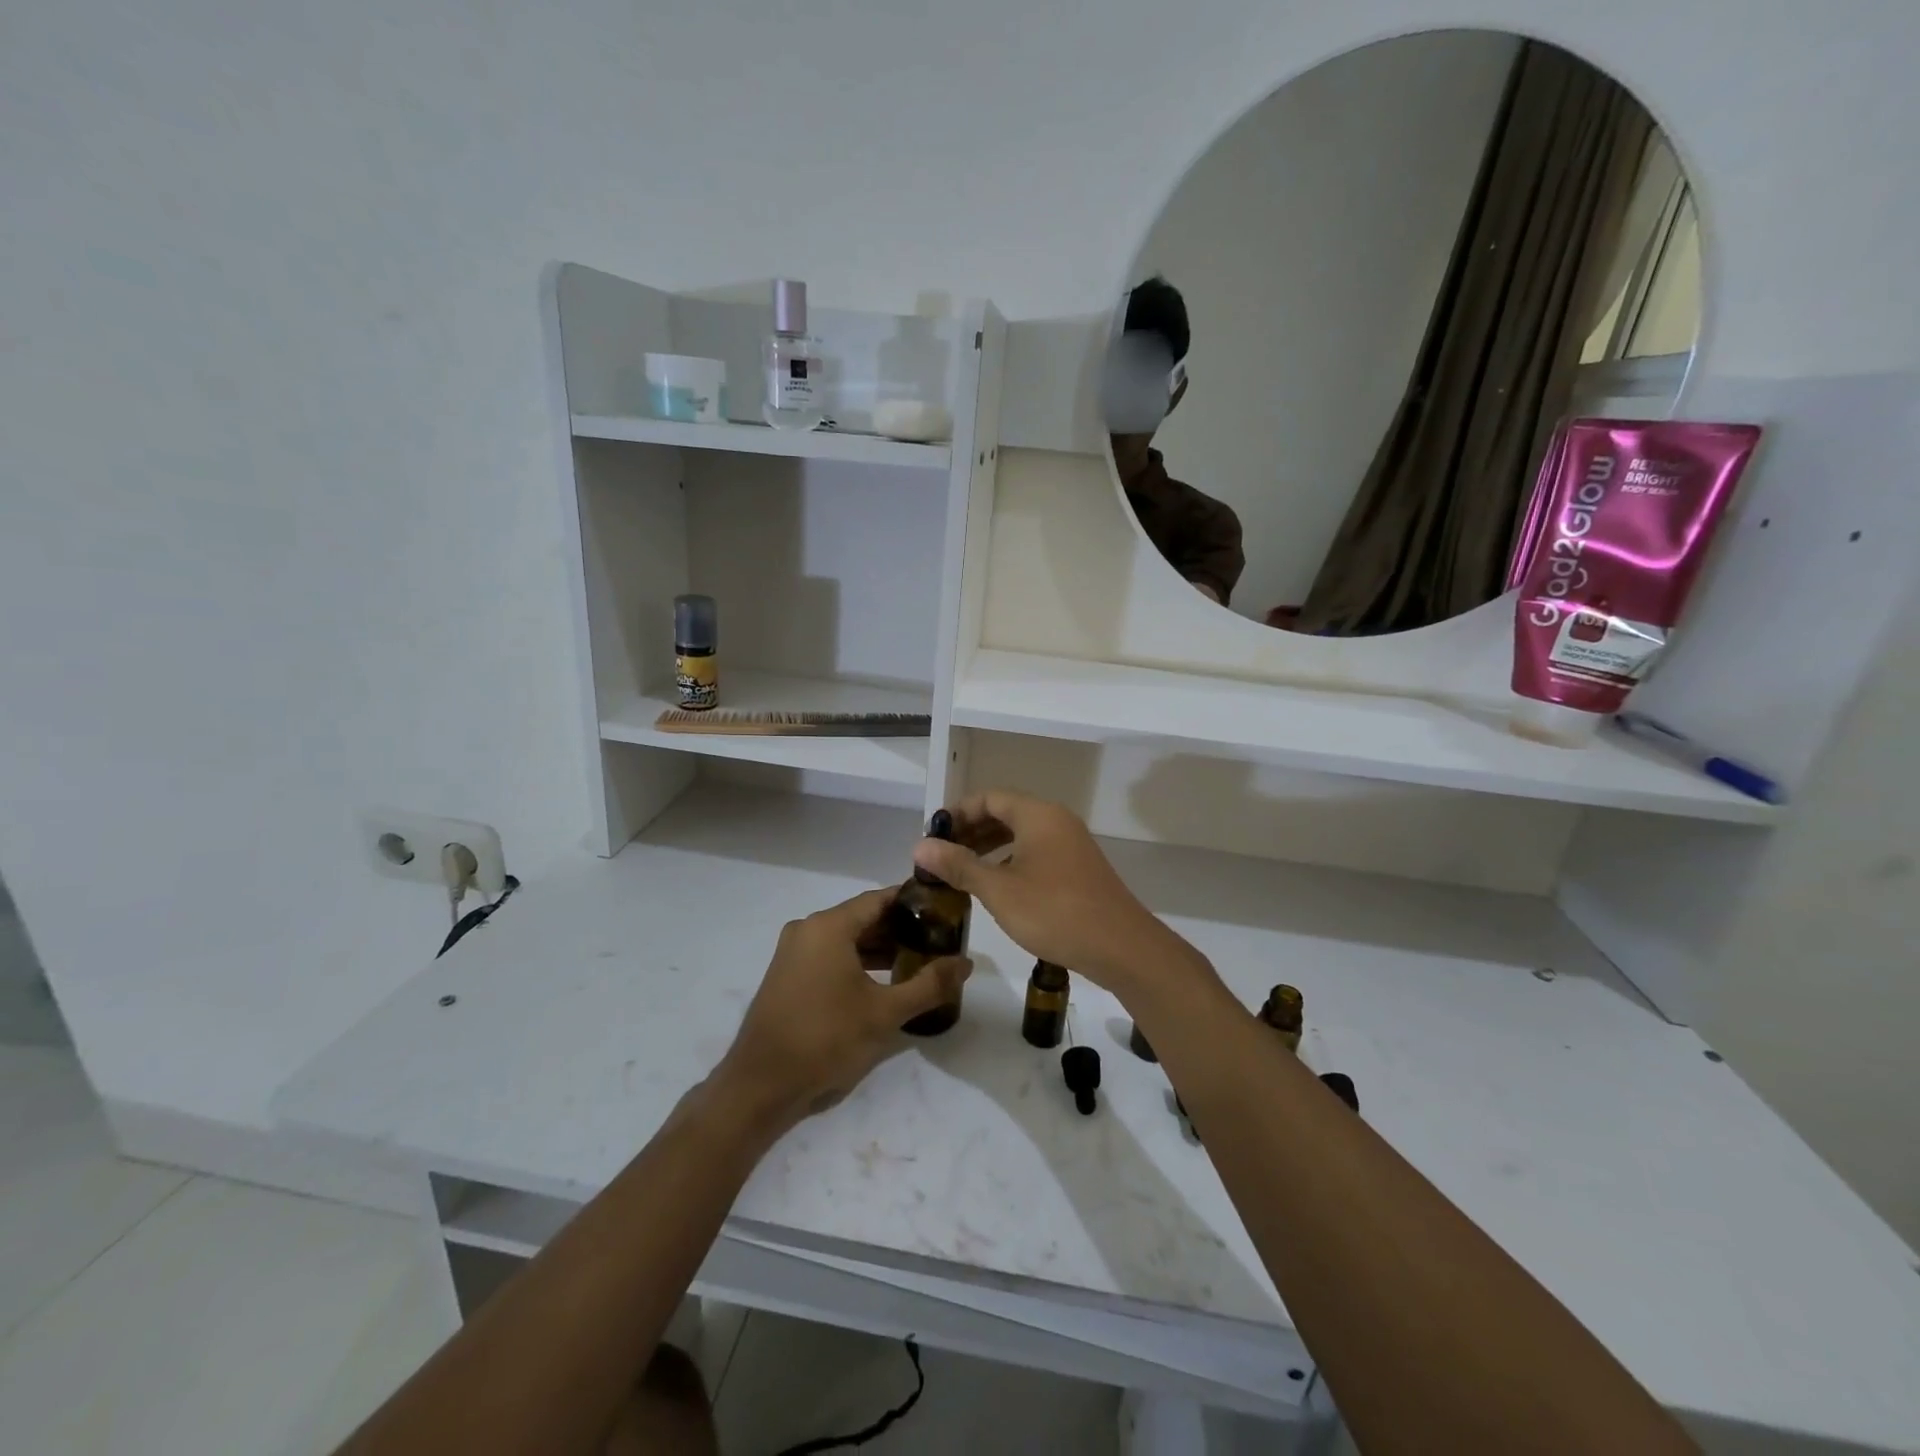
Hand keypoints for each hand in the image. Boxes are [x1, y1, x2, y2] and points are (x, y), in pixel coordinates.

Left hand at [712, 888, 969, 1130]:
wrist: (761, 1084)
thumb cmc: (825, 1039)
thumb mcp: (885, 1013)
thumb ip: (929, 985)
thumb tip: (966, 963)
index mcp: (828, 926)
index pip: (879, 899)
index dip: (912, 902)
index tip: (943, 910)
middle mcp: (808, 929)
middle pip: (862, 917)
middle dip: (900, 928)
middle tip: (937, 939)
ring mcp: (793, 952)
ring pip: (846, 938)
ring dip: (879, 948)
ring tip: (917, 960)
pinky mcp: (788, 975)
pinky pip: (830, 955)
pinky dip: (857, 961)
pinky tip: (883, 981)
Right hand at [912, 791, 1205, 995]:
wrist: (1120, 946)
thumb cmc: (1054, 912)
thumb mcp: (999, 890)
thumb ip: (959, 866)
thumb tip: (920, 845)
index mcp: (1037, 815)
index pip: (989, 798)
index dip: (957, 812)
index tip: (933, 834)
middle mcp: (1056, 821)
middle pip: (1006, 813)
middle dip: (971, 830)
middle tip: (942, 854)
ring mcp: (1071, 844)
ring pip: (1022, 834)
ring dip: (990, 847)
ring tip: (962, 870)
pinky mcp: (1078, 868)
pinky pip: (1037, 852)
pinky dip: (1011, 860)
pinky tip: (997, 886)